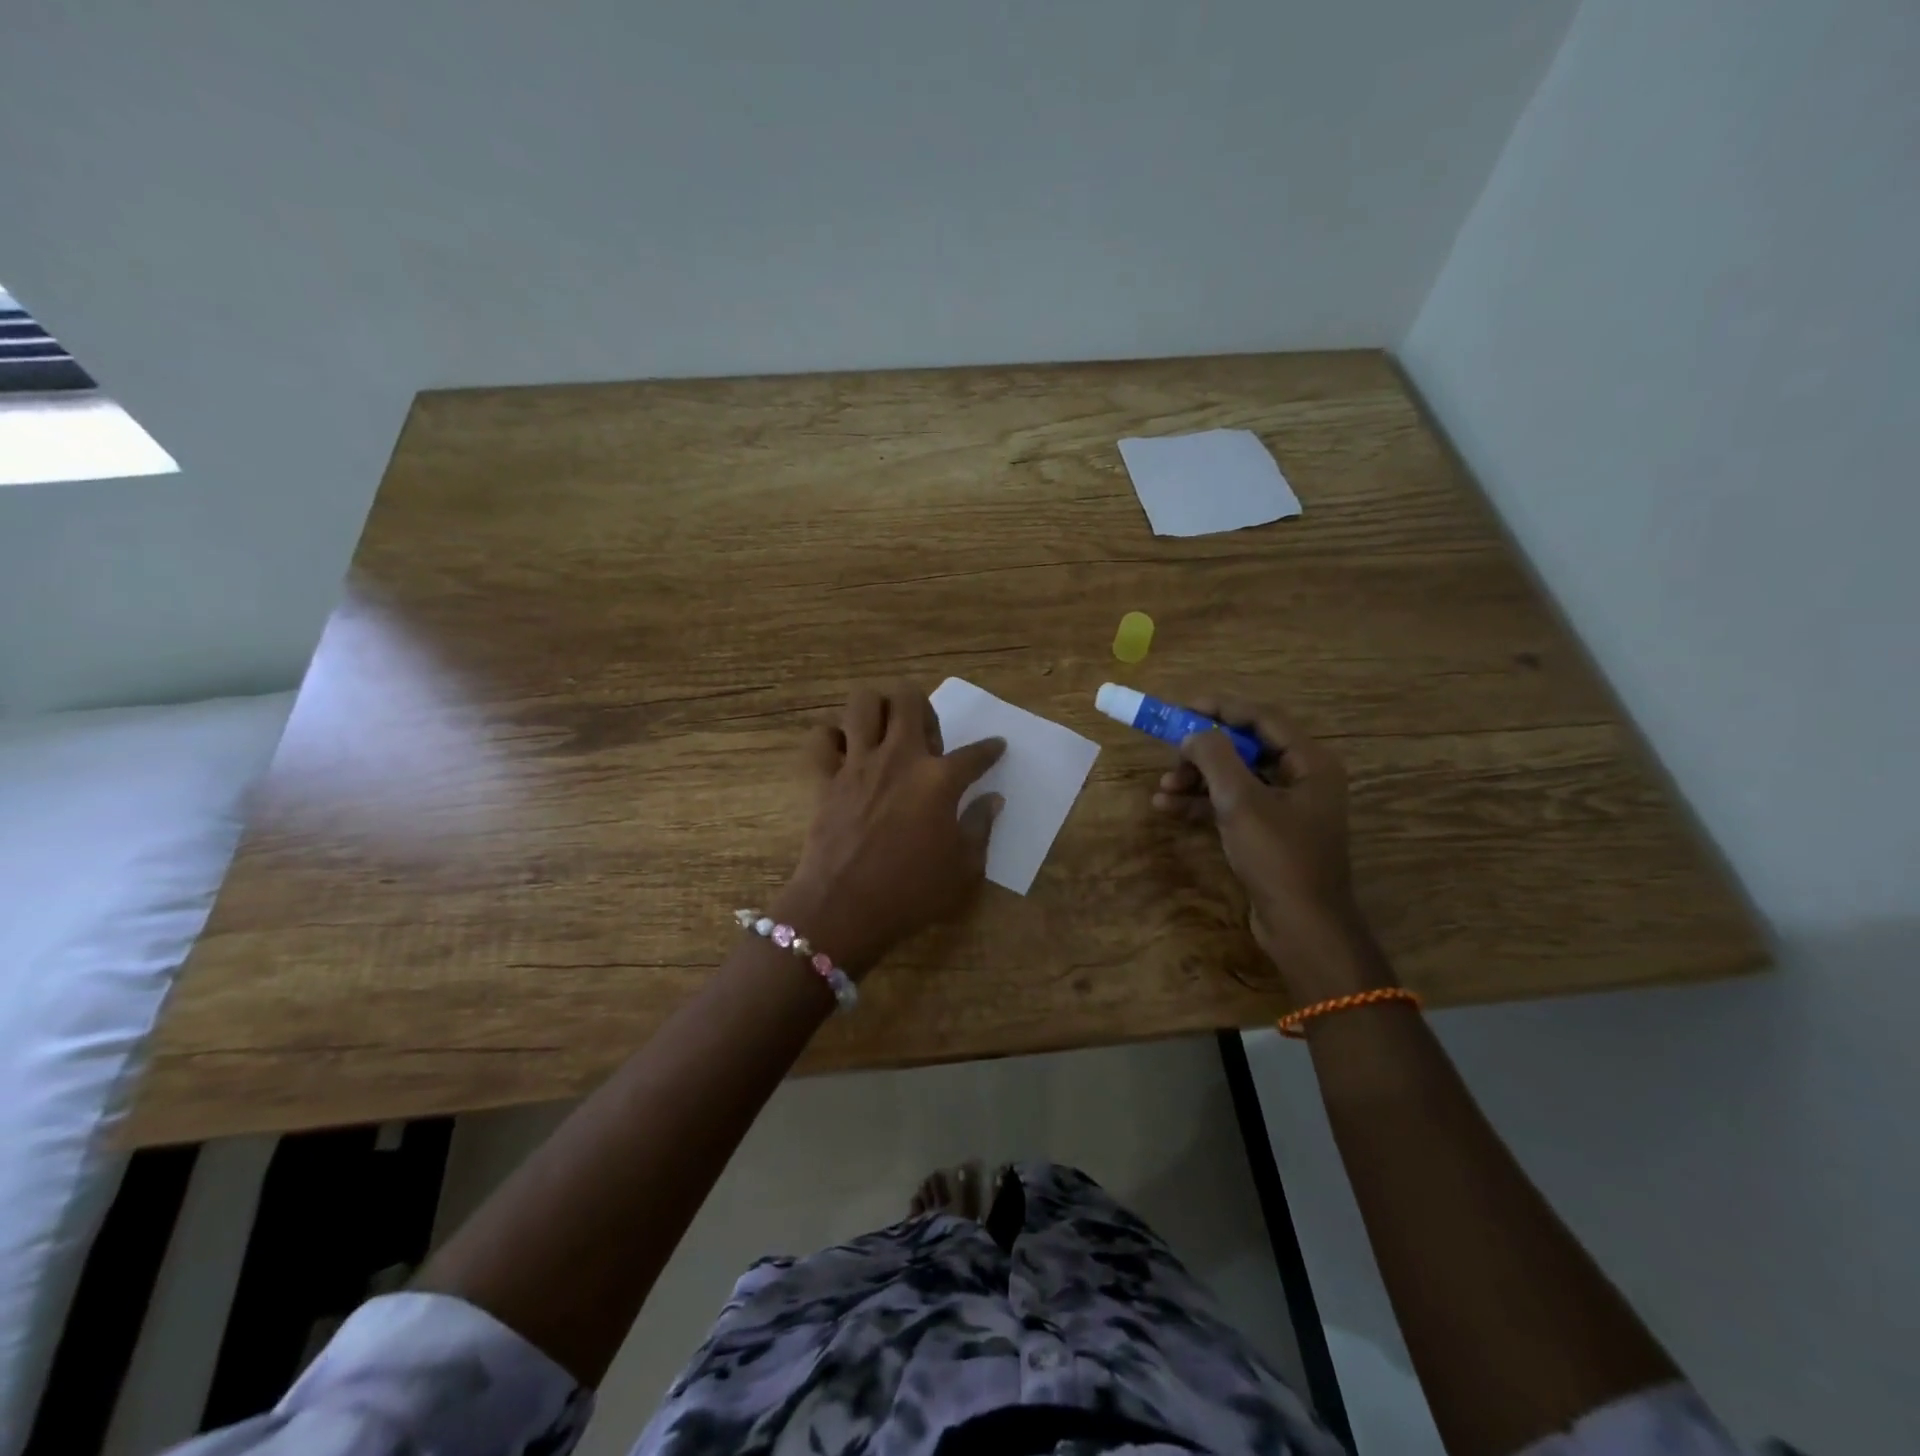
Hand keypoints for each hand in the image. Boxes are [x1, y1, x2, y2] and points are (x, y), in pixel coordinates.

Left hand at [774, 685, 1004, 975]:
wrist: (844, 908)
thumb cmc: (911, 893)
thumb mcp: (963, 869)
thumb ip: (980, 827)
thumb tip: (993, 800)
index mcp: (939, 779)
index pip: (975, 754)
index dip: (991, 749)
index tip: (996, 746)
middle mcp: (899, 758)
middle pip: (909, 700)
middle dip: (923, 707)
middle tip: (926, 737)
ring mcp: (858, 764)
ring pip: (863, 703)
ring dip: (878, 709)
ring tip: (886, 732)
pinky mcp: (825, 778)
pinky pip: (821, 739)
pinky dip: (832, 738)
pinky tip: (846, 753)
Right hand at [1152, 693, 1390, 1000]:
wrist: (1302, 928)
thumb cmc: (1279, 858)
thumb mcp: (1241, 801)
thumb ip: (1215, 757)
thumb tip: (1192, 733)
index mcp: (1309, 763)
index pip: (1262, 717)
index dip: (1220, 707)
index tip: (1180, 706)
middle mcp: (1300, 778)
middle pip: (1245, 747)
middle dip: (1202, 750)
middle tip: (1169, 753)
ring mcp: (1283, 807)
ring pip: (1233, 777)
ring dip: (1196, 778)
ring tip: (1163, 788)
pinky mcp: (1266, 832)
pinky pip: (1230, 804)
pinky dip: (1201, 803)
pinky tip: (1168, 808)